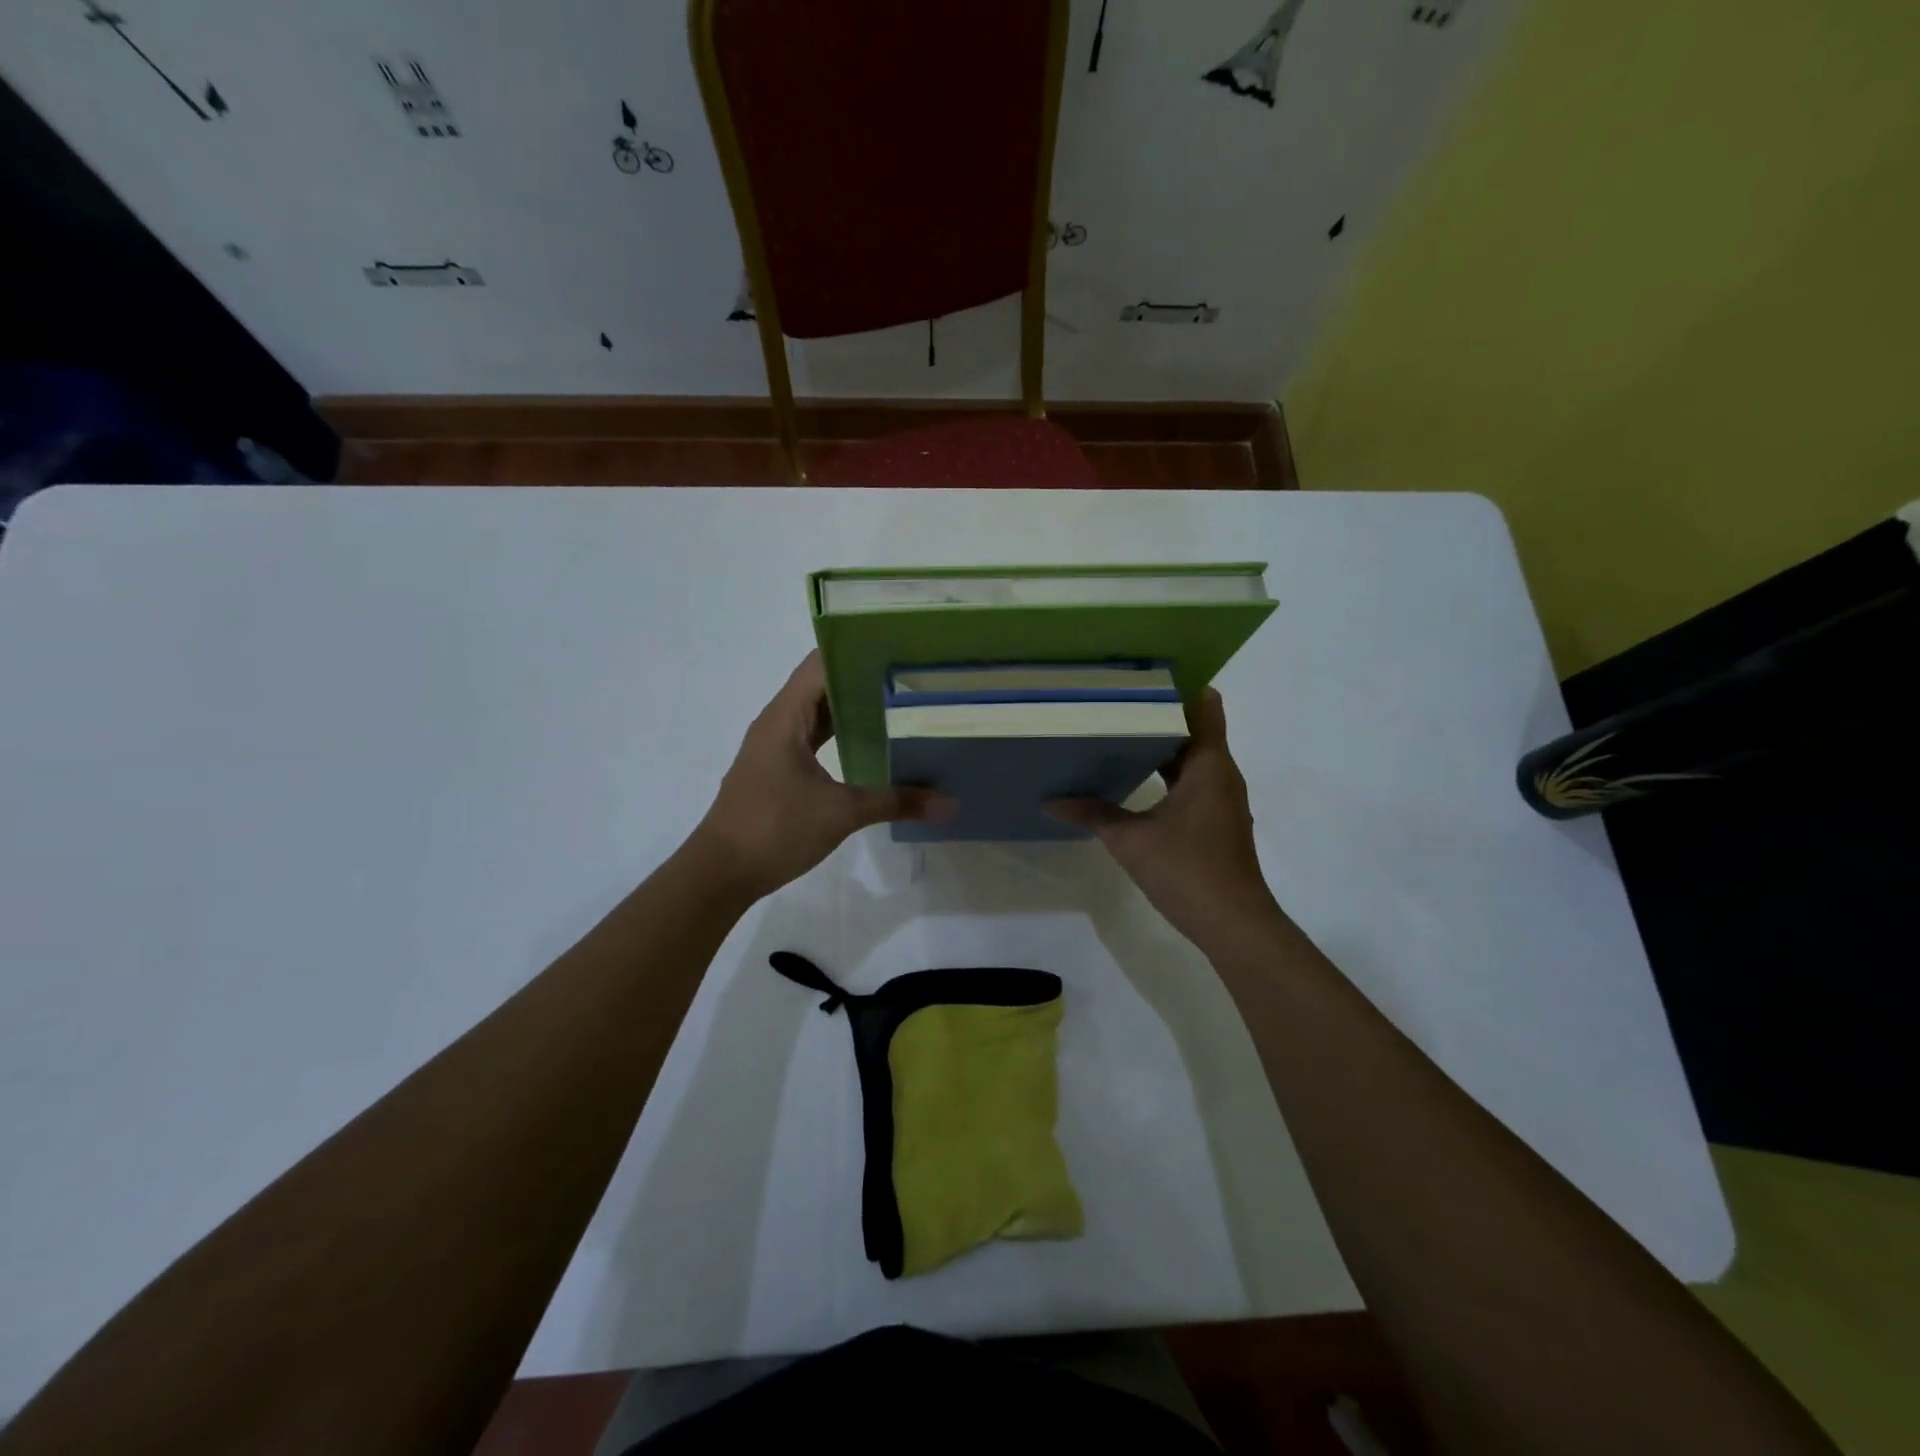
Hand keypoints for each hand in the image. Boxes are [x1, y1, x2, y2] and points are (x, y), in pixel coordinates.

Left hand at [689, 653, 951, 899]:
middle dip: (863, 679)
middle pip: (822, 685)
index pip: (822, 663)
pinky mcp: (778, 770)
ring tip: (900, 704)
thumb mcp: (841, 813)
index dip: (857, 651)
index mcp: (785, 716)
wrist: (721, 872)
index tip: (898, 649)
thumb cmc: (775, 828)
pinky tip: (871, 744)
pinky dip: (840, 735)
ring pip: (818, 714)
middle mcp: (778, 722)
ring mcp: (775, 747)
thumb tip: (948, 804)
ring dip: (852, 709)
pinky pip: (813, 738)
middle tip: (912, 676)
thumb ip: (896, 802)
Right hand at [1046, 689, 1282, 952]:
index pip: (1204, 704)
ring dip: (1161, 744)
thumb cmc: (1187, 870)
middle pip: (1194, 728)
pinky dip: (1167, 772)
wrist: (1233, 924)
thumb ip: (1093, 813)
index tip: (1141, 674)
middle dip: (1158, 713)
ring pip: (1192, 756)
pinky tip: (1133, 776)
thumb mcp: (1131, 840)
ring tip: (1117, 730)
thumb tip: (1052, 800)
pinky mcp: (1215, 819)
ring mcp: (1221, 798)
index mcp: (1209, 765)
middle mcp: (1221, 773)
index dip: (1178, 685)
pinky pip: (1191, 780)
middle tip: (1114, 700)